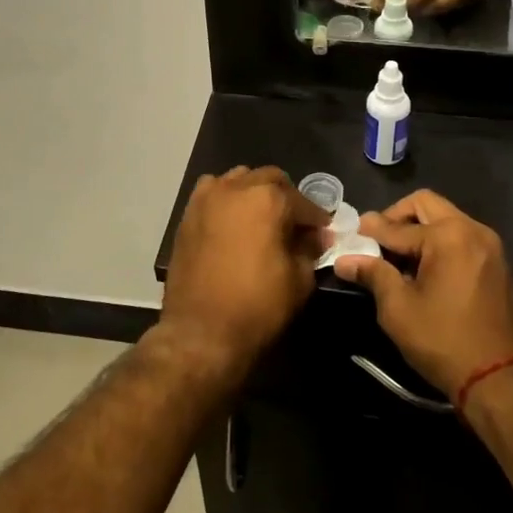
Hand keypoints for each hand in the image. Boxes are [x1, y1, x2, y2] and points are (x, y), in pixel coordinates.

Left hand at [159, 166, 329, 381]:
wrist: (200, 332)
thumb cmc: (257, 306)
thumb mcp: (298, 280)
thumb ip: (310, 249)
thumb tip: (317, 236)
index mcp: (268, 199)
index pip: (303, 202)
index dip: (316, 219)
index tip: (324, 233)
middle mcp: (236, 187)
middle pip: (270, 180)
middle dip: (287, 198)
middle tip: (295, 225)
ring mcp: (207, 197)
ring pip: (239, 179)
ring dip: (255, 193)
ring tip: (263, 220)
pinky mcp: (188, 214)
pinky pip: (213, 193)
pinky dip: (227, 200)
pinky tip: (233, 223)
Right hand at [333, 189, 512, 400]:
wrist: (500, 380)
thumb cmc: (443, 341)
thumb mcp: (398, 308)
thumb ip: (373, 274)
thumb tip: (344, 260)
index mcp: (448, 235)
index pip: (397, 226)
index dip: (370, 232)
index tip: (351, 235)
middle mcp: (472, 229)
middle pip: (426, 205)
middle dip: (397, 218)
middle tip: (377, 241)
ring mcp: (489, 245)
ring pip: (445, 219)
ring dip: (419, 229)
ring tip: (398, 258)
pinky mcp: (496, 263)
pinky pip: (461, 237)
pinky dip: (439, 242)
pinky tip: (424, 269)